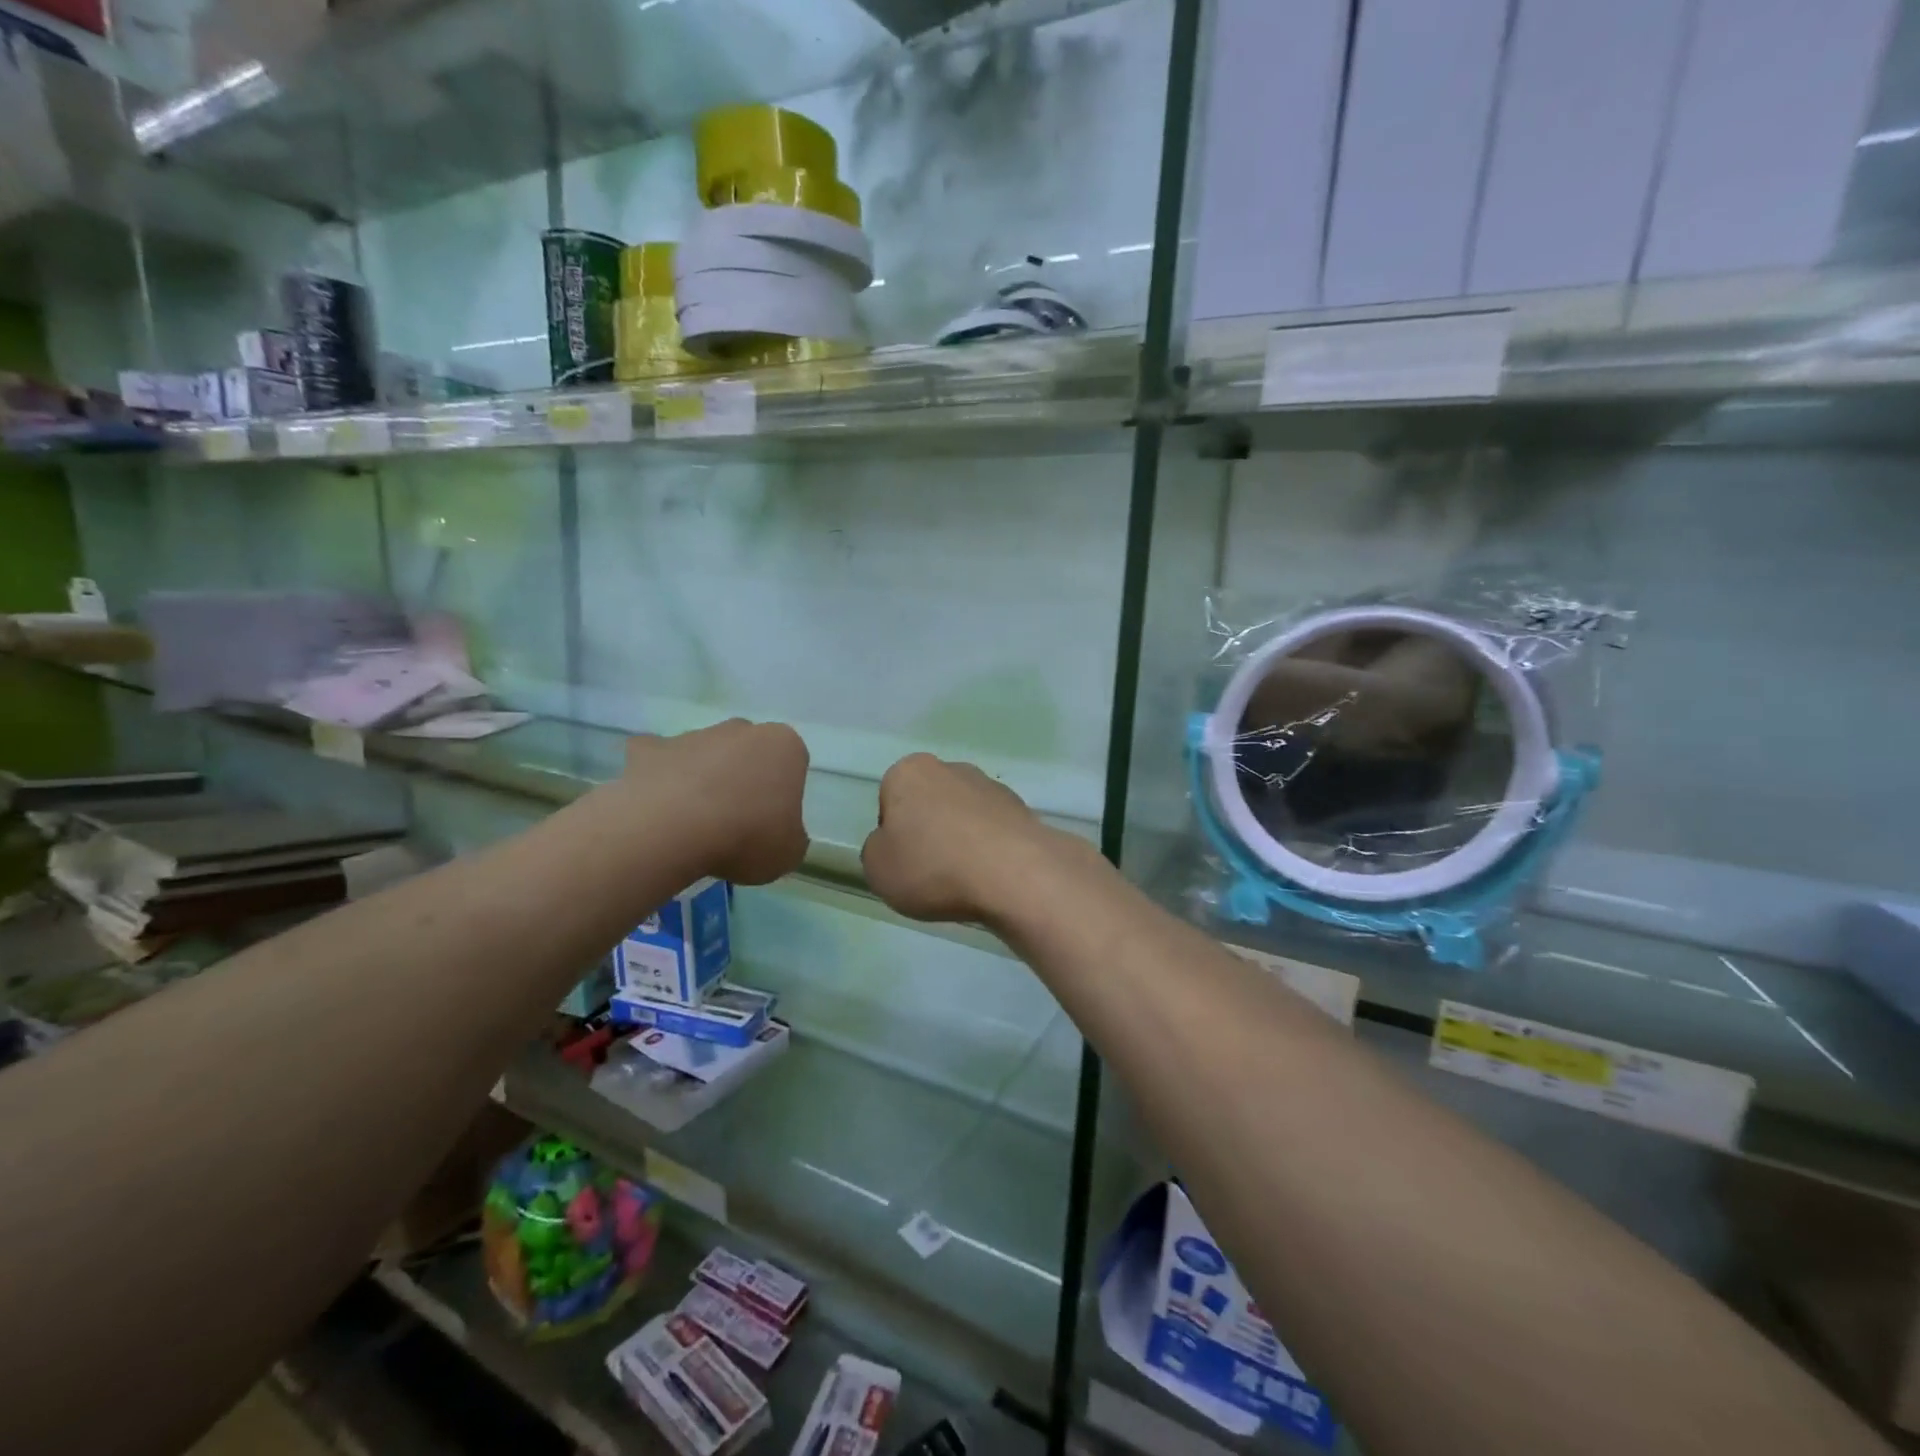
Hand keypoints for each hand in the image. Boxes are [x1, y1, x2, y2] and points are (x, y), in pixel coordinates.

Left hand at [625, 720, 809, 885]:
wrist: (673, 830)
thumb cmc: (747, 836)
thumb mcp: (789, 853)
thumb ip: (790, 837)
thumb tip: (778, 835)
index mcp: (784, 746)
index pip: (792, 763)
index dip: (782, 794)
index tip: (771, 823)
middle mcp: (742, 729)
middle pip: (748, 752)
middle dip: (743, 778)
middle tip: (736, 822)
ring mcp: (694, 735)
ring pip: (705, 754)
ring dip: (703, 779)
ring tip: (693, 824)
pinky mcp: (650, 748)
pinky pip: (658, 759)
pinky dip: (658, 777)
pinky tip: (657, 807)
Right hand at [861, 754, 1055, 924]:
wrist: (1014, 873)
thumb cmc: (933, 866)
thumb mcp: (877, 869)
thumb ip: (877, 850)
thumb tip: (893, 844)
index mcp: (909, 772)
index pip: (889, 801)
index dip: (893, 835)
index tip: (904, 862)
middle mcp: (950, 768)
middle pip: (928, 804)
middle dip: (929, 832)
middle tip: (932, 872)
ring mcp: (990, 786)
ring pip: (963, 816)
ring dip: (961, 840)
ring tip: (965, 879)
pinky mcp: (1021, 808)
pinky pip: (993, 830)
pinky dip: (989, 849)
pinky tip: (991, 875)